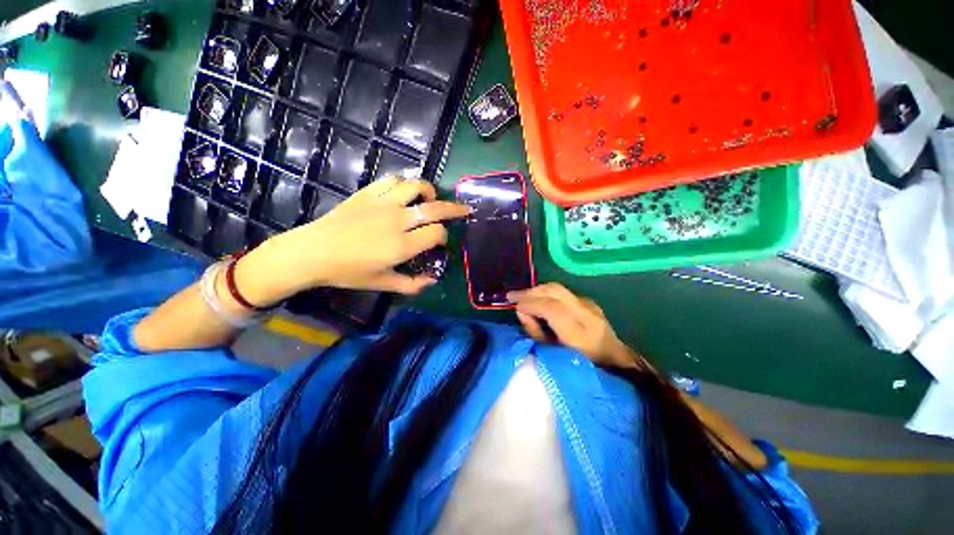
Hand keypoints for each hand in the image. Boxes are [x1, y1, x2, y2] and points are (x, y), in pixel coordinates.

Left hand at [235, 177, 469, 304]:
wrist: (313, 252)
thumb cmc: (349, 271)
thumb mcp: (383, 284)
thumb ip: (412, 284)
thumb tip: (433, 280)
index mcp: (402, 245)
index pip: (437, 233)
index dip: (443, 237)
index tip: (440, 242)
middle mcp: (397, 220)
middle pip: (435, 208)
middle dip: (454, 209)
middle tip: (465, 209)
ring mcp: (383, 203)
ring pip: (415, 187)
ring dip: (429, 191)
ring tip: (432, 199)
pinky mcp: (368, 193)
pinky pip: (392, 180)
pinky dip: (404, 183)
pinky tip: (405, 191)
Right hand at [508, 283, 643, 368]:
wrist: (616, 365)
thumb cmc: (583, 368)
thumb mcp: (553, 357)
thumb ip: (536, 332)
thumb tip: (522, 311)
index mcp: (579, 333)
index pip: (550, 307)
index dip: (529, 303)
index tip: (513, 305)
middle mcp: (586, 314)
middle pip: (554, 291)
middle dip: (531, 292)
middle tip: (513, 296)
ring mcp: (590, 306)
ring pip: (558, 288)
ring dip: (538, 290)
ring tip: (524, 297)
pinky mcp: (590, 303)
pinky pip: (563, 293)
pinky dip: (547, 293)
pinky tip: (540, 300)